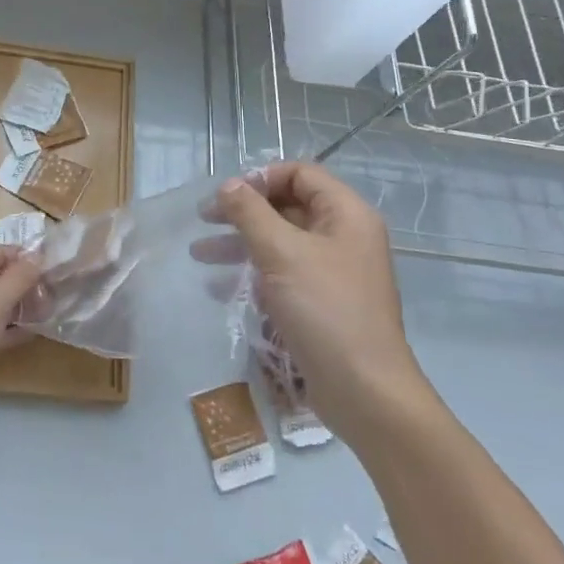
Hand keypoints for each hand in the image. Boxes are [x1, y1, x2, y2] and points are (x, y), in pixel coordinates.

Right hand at [207, 163, 422, 414]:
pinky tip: (221, 289)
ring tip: (199, 254)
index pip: (301, 174)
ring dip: (240, 244)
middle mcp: (344, 236)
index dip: (261, 178)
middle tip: (203, 220)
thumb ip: (250, 212)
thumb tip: (228, 185)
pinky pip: (284, 275)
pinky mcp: (323, 302)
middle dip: (243, 212)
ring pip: (281, 243)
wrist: (363, 390)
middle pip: (288, 206)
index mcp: (346, 214)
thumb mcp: (281, 252)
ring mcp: (334, 272)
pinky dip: (254, 275)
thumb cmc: (324, 309)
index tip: (225, 196)